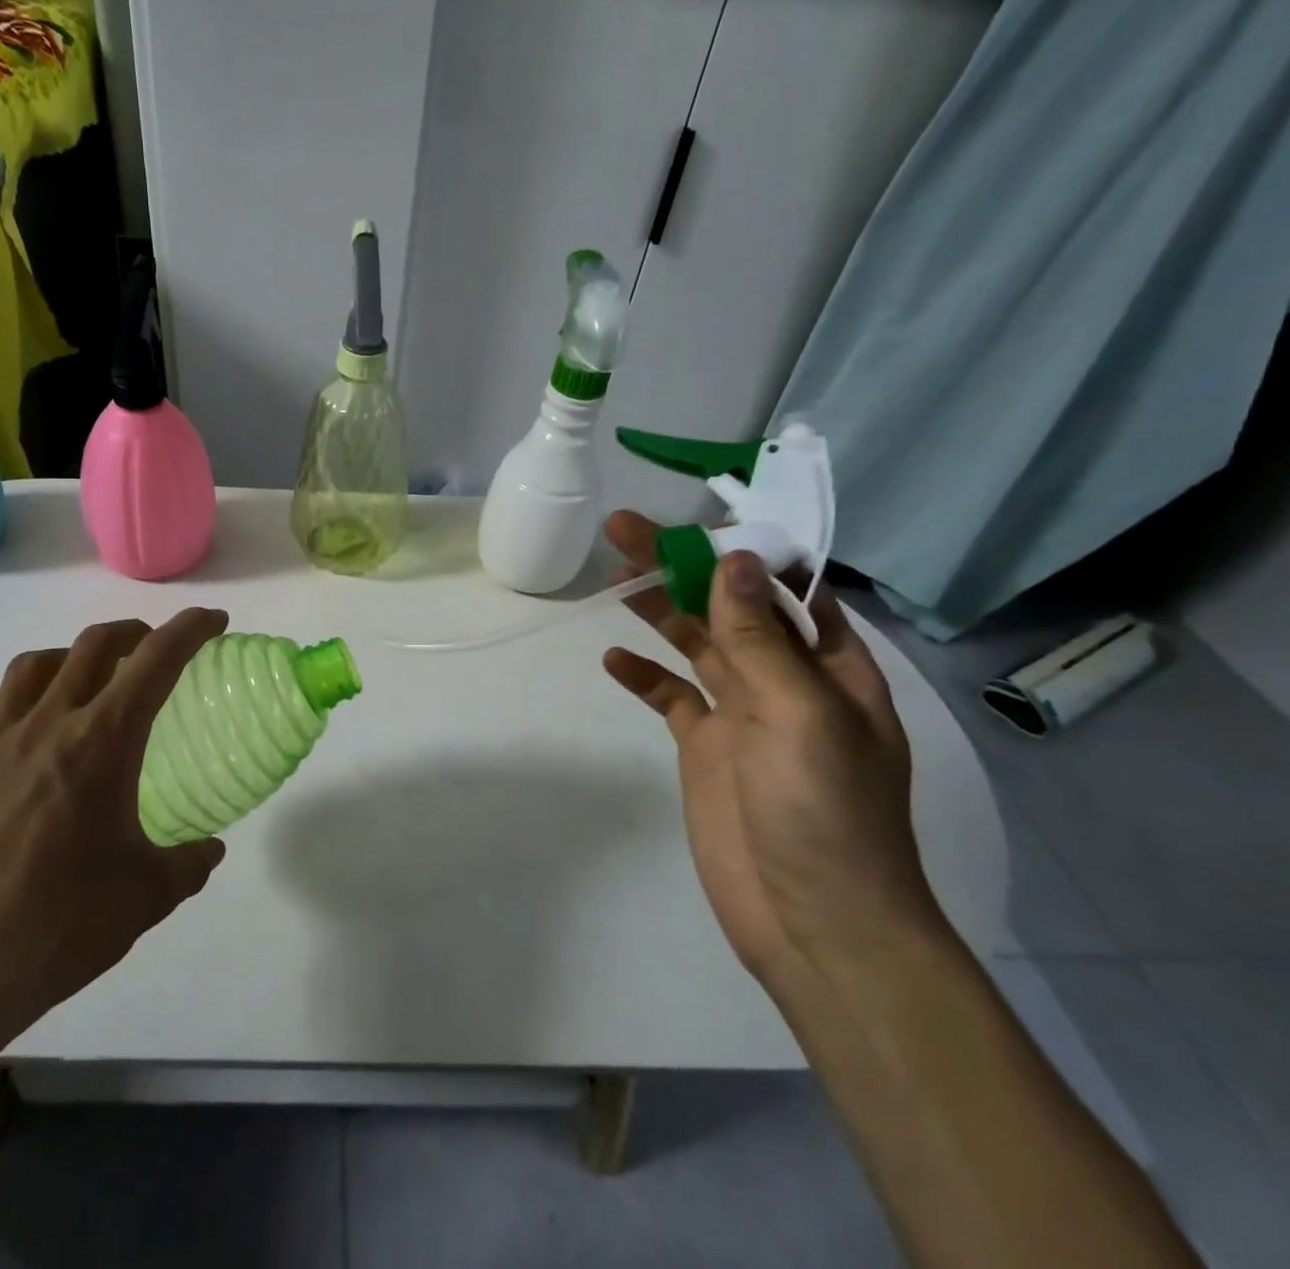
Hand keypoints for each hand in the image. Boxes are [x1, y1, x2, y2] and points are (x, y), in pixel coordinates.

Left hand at [0, 609, 229, 1080]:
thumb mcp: (145, 897)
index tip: (214, 621)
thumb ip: (188, 864)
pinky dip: (25, 699)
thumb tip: (209, 849)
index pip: (155, 660)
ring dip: (75, 656)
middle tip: (155, 649)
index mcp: (100, 743)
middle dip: (134, 632)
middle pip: (94, 644)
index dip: (190, 629)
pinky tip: (33, 733)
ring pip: (37, 663)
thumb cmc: (58, 926)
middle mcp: (47, 724)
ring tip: (91, 681)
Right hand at [600, 512, 940, 984]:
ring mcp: (742, 715)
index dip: (744, 549)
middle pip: (728, 606)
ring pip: (695, 644)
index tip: (695, 518)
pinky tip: (613, 659)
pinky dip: (643, 675)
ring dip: (658, 609)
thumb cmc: (825, 814)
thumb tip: (737, 558)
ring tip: (612, 575)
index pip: (786, 587)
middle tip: (623, 530)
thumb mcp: (800, 715)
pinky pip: (671, 697)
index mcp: (829, 666)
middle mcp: (785, 681)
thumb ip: (760, 639)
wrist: (813, 923)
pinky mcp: (704, 748)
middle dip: (681, 566)